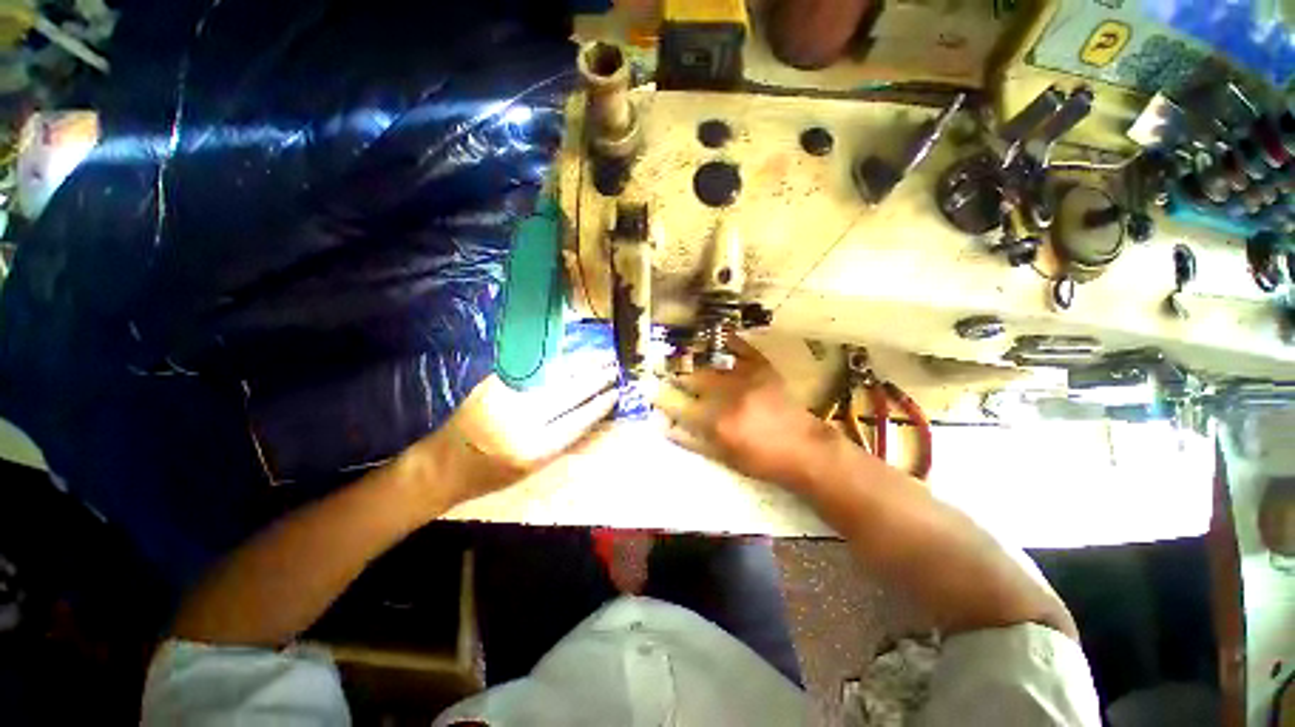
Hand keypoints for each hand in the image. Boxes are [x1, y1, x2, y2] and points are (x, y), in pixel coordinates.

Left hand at [407, 370, 619, 508]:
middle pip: (569, 394)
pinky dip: (555, 364)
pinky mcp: (494, 383)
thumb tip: (589, 410)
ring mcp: (506, 398)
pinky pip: (533, 371)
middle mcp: (521, 421)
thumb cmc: (491, 475)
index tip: (616, 393)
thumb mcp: (533, 467)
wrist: (443, 464)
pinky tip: (570, 358)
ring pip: (553, 376)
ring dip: (579, 365)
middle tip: (614, 368)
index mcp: (534, 450)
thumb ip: (561, 438)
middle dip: (595, 379)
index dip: (599, 406)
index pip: (578, 422)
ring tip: (599, 357)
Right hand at [655, 337, 837, 487]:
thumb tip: (664, 425)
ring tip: (682, 354)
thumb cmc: (762, 459)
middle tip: (665, 372)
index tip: (650, 389)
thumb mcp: (723, 458)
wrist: (805, 449)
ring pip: (709, 361)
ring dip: (692, 357)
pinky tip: (714, 336)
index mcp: (717, 422)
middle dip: (674, 375)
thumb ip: (691, 441)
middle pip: (691, 378)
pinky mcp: (762, 367)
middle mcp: (727, 395)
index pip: (678, 404)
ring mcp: (745, 377)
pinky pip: (739, 347)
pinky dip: (725, 340)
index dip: (660, 396)